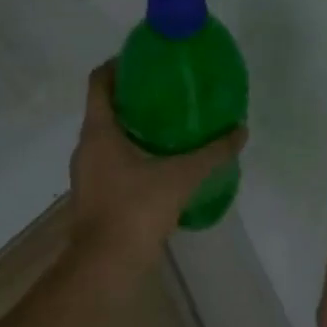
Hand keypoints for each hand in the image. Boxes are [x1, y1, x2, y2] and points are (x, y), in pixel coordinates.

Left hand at [68, 61, 246, 280]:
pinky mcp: (94, 195)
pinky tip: (161, 163)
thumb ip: (212, 153)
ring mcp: (87, 173)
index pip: (99, 81)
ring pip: (108, 137)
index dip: (118, 64)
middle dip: (134, 96)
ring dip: (133, 127)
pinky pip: (112, 161)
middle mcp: (86, 147)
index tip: (145, 59)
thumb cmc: (136, 210)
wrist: (106, 267)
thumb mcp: (182, 177)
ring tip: (169, 126)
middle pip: (105, 107)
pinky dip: (132, 153)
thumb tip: (240, 131)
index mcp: (98, 131)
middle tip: (168, 91)